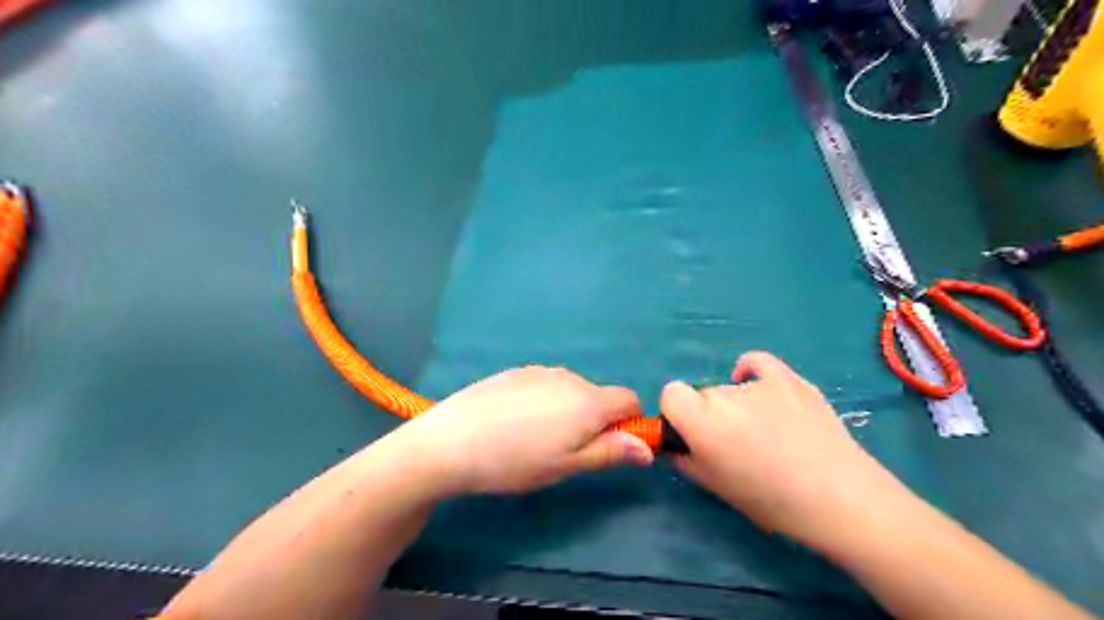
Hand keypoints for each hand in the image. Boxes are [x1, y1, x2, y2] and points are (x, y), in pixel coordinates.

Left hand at [394, 369, 648, 492]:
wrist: (452, 440)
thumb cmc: (516, 461)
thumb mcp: (567, 465)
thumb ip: (610, 452)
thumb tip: (647, 447)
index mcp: (588, 400)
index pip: (629, 400)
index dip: (628, 423)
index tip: (609, 446)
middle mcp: (569, 377)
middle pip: (598, 396)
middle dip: (594, 420)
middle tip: (564, 451)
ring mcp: (539, 371)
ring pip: (569, 390)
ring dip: (567, 411)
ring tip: (534, 439)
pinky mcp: (515, 371)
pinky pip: (544, 385)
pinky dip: (543, 402)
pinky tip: (514, 423)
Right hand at [664, 352, 904, 549]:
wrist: (839, 497)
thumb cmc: (770, 500)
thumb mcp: (715, 487)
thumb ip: (685, 459)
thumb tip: (675, 444)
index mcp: (701, 421)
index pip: (670, 393)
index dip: (676, 412)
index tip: (690, 433)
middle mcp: (724, 394)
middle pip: (703, 394)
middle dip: (709, 414)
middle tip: (734, 443)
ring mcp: (759, 383)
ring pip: (731, 388)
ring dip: (737, 405)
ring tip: (767, 432)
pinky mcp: (788, 378)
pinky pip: (756, 362)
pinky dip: (750, 371)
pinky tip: (755, 384)